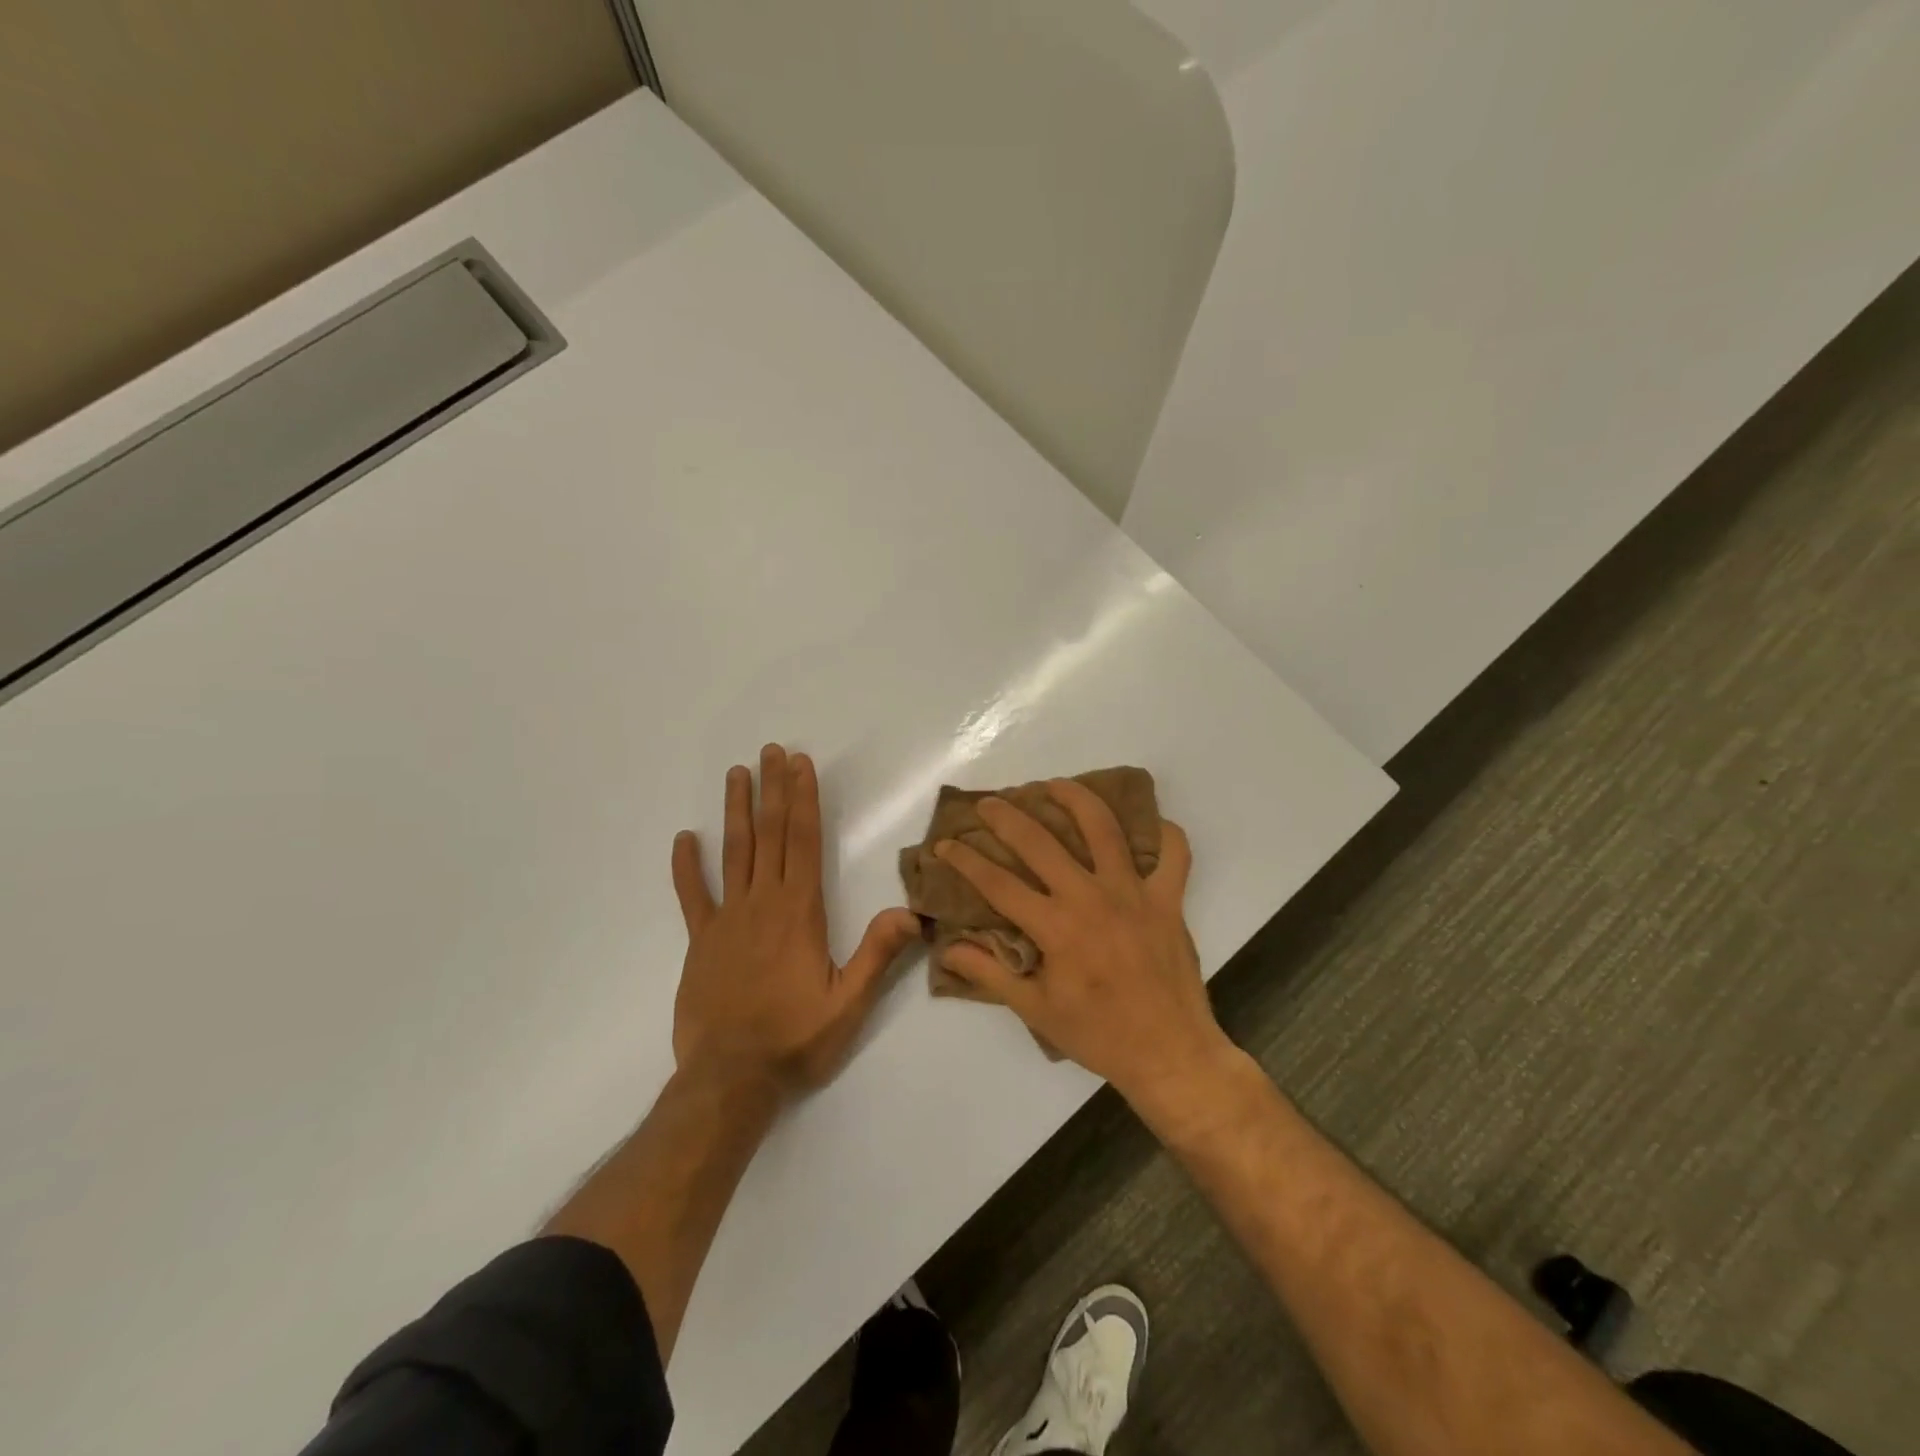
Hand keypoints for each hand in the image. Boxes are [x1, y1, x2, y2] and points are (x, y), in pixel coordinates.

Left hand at [671, 744, 919, 1095]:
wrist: (730, 1080)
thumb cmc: (795, 1039)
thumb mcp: (849, 1003)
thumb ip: (878, 954)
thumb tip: (911, 912)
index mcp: (799, 911)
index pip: (804, 841)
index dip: (804, 799)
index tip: (800, 764)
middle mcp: (762, 903)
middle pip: (770, 834)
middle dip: (773, 790)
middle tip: (771, 751)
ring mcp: (727, 920)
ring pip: (734, 853)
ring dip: (737, 811)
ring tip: (737, 774)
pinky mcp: (701, 942)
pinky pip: (692, 896)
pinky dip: (686, 867)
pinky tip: (684, 839)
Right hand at [934, 779, 1238, 1109]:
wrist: (1170, 1054)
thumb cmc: (1098, 1035)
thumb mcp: (1036, 1010)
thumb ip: (990, 974)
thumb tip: (948, 949)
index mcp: (1056, 928)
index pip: (998, 883)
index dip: (966, 860)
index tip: (945, 845)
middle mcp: (1091, 898)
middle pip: (1040, 842)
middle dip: (1008, 817)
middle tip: (989, 803)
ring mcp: (1134, 893)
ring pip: (1104, 828)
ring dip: (1076, 799)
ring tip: (1056, 785)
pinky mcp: (1169, 899)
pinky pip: (1175, 854)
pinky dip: (1166, 834)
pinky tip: (1150, 824)